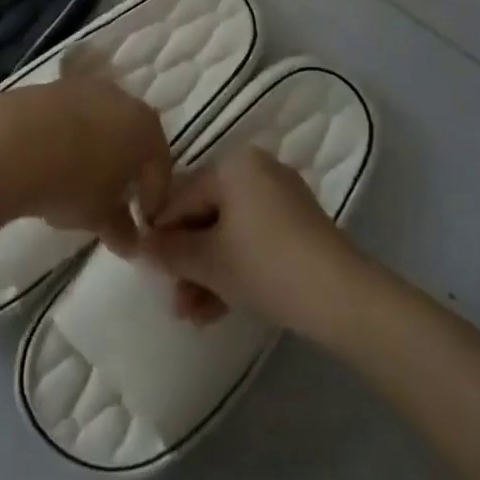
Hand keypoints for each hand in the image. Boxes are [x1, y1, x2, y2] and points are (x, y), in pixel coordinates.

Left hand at [0, 68, 170, 253]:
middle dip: (128, 168)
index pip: (161, 168)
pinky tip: (58, 159)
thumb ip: (122, 229)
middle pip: (135, 138)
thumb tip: (131, 241)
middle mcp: (125, 100)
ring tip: (81, 181)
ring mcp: (90, 87)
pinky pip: (77, 115)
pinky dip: (74, 135)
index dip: (154, 199)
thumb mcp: (101, 217)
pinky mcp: (59, 85)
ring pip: (105, 123)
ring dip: (100, 149)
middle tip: (115, 199)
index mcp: (147, 130)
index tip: (142, 222)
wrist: (17, 142)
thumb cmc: (74, 182)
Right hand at [138, 148, 366, 334]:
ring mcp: (281, 197)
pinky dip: (235, 268)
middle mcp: (256, 169)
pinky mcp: (298, 226)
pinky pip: (253, 240)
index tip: (146, 265)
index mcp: (234, 163)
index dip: (162, 231)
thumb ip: (170, 250)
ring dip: (208, 272)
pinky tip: (218, 309)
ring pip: (230, 232)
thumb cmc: (265, 264)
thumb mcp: (209, 261)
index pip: (183, 195)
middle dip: (188, 260)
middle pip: (207, 214)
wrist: (339, 296)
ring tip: (191, 315)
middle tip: (173, 298)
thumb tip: (140, 243)